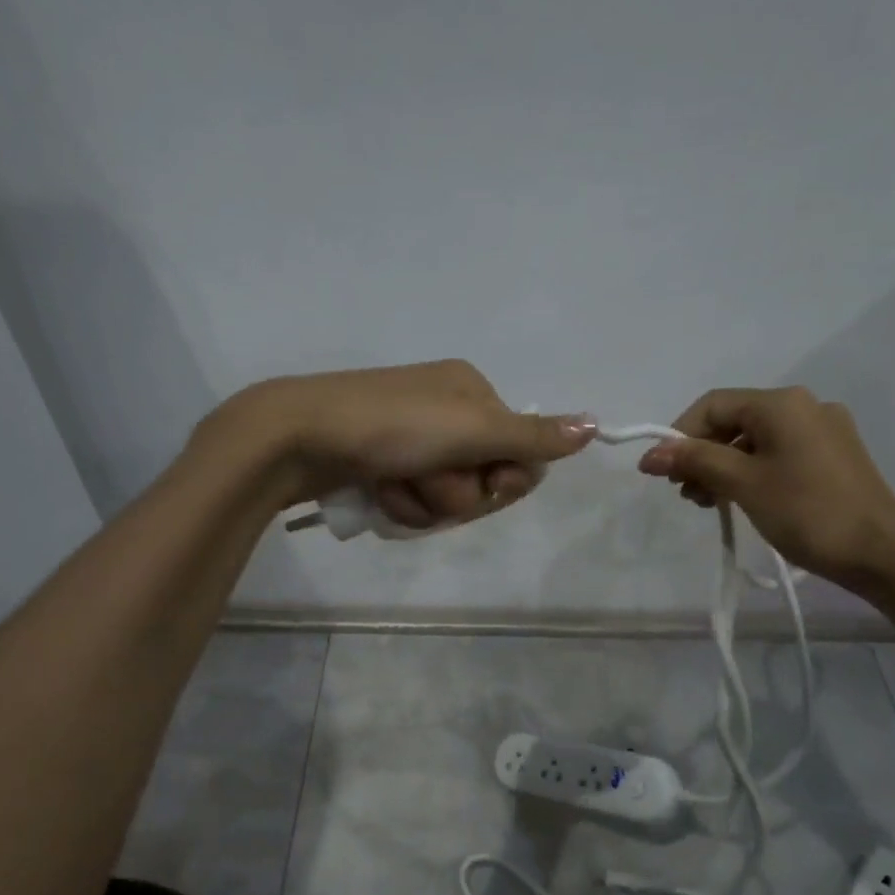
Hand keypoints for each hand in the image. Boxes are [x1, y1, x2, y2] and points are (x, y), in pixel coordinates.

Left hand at [217, 360, 597, 526]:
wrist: (300, 436)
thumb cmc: (393, 426)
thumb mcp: (471, 429)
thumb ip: (532, 437)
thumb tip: (595, 426)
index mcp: (473, 392)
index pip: (520, 452)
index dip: (504, 479)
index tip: (485, 480)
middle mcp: (446, 411)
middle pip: (483, 478)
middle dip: (457, 492)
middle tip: (427, 478)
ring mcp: (411, 439)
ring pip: (447, 496)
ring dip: (426, 502)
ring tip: (394, 483)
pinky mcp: (382, 463)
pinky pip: (413, 500)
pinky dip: (400, 503)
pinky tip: (377, 490)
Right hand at [636, 386, 894, 590]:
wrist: (881, 554)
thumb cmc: (807, 512)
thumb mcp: (743, 483)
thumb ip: (695, 461)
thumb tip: (650, 454)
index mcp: (782, 403)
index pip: (713, 405)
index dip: (679, 435)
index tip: (661, 473)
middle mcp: (804, 406)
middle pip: (733, 421)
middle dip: (701, 454)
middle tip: (685, 493)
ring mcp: (822, 431)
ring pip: (754, 440)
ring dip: (722, 467)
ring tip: (708, 503)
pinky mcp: (832, 456)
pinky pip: (777, 453)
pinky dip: (750, 472)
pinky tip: (740, 499)